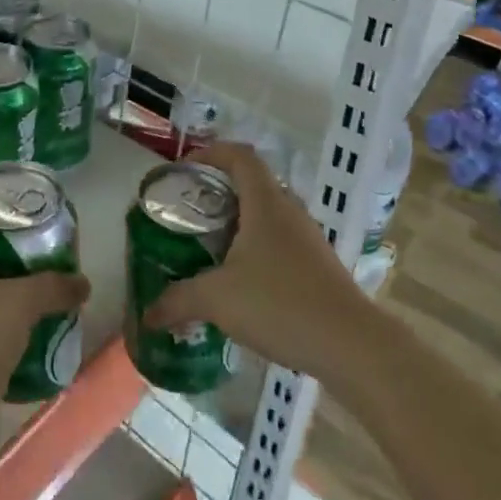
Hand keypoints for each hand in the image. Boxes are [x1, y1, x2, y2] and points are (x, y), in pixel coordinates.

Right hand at [143, 143, 364, 377]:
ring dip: (238, 223)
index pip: (239, 156)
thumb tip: (147, 315)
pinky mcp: (319, 267)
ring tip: (209, 247)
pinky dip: (256, 250)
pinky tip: (241, 282)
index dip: (211, 152)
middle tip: (189, 211)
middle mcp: (289, 211)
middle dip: (218, 191)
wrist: (353, 347)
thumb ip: (179, 301)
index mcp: (265, 202)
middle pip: (252, 184)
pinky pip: (280, 243)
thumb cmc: (281, 304)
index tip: (185, 168)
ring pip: (267, 215)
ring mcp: (308, 239)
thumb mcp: (218, 299)